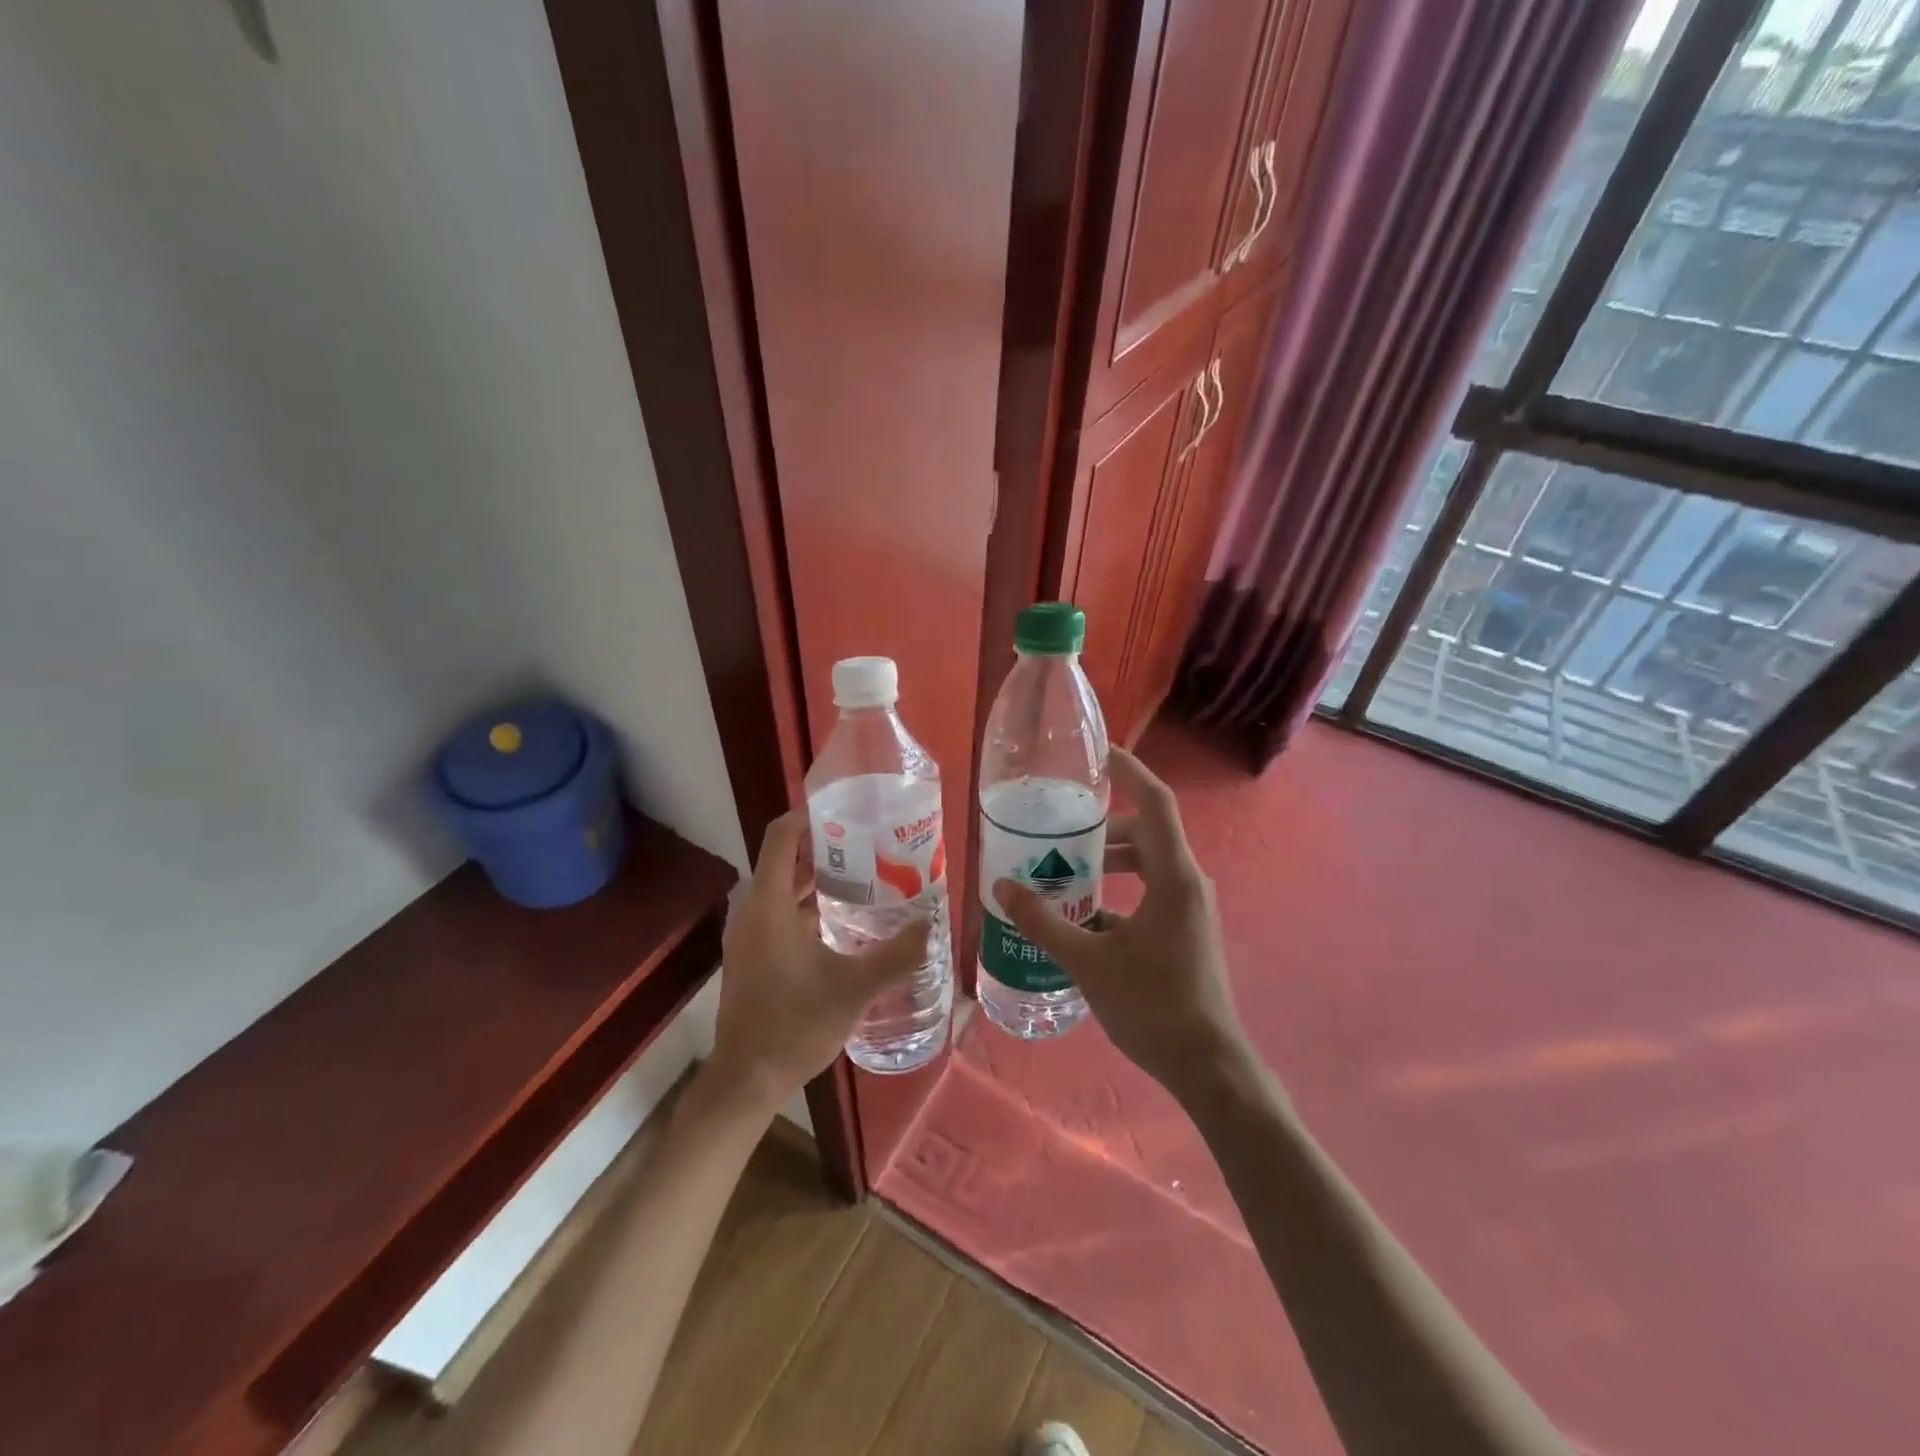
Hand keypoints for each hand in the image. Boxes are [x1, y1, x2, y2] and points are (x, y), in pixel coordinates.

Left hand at [709, 809, 929, 1114]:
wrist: (746, 1080)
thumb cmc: (795, 1024)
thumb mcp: (855, 988)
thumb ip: (896, 955)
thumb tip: (931, 924)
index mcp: (768, 904)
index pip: (781, 836)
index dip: (808, 814)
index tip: (845, 808)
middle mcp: (752, 910)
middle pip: (784, 859)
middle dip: (824, 846)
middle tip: (870, 842)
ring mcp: (747, 934)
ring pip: (781, 889)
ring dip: (817, 878)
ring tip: (865, 875)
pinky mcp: (750, 955)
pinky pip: (777, 913)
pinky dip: (806, 905)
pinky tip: (843, 920)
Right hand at [995, 747, 1246, 1101]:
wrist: (1206, 1064)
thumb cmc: (1151, 1004)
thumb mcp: (1088, 960)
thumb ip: (1043, 921)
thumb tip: (1001, 887)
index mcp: (1173, 876)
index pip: (1155, 802)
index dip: (1129, 770)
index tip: (1097, 753)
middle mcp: (1187, 883)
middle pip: (1146, 832)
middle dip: (1104, 825)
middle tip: (1060, 824)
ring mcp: (1190, 908)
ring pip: (1148, 864)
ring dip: (1110, 860)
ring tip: (1065, 867)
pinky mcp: (1185, 930)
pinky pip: (1150, 892)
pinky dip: (1120, 889)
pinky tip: (1083, 913)